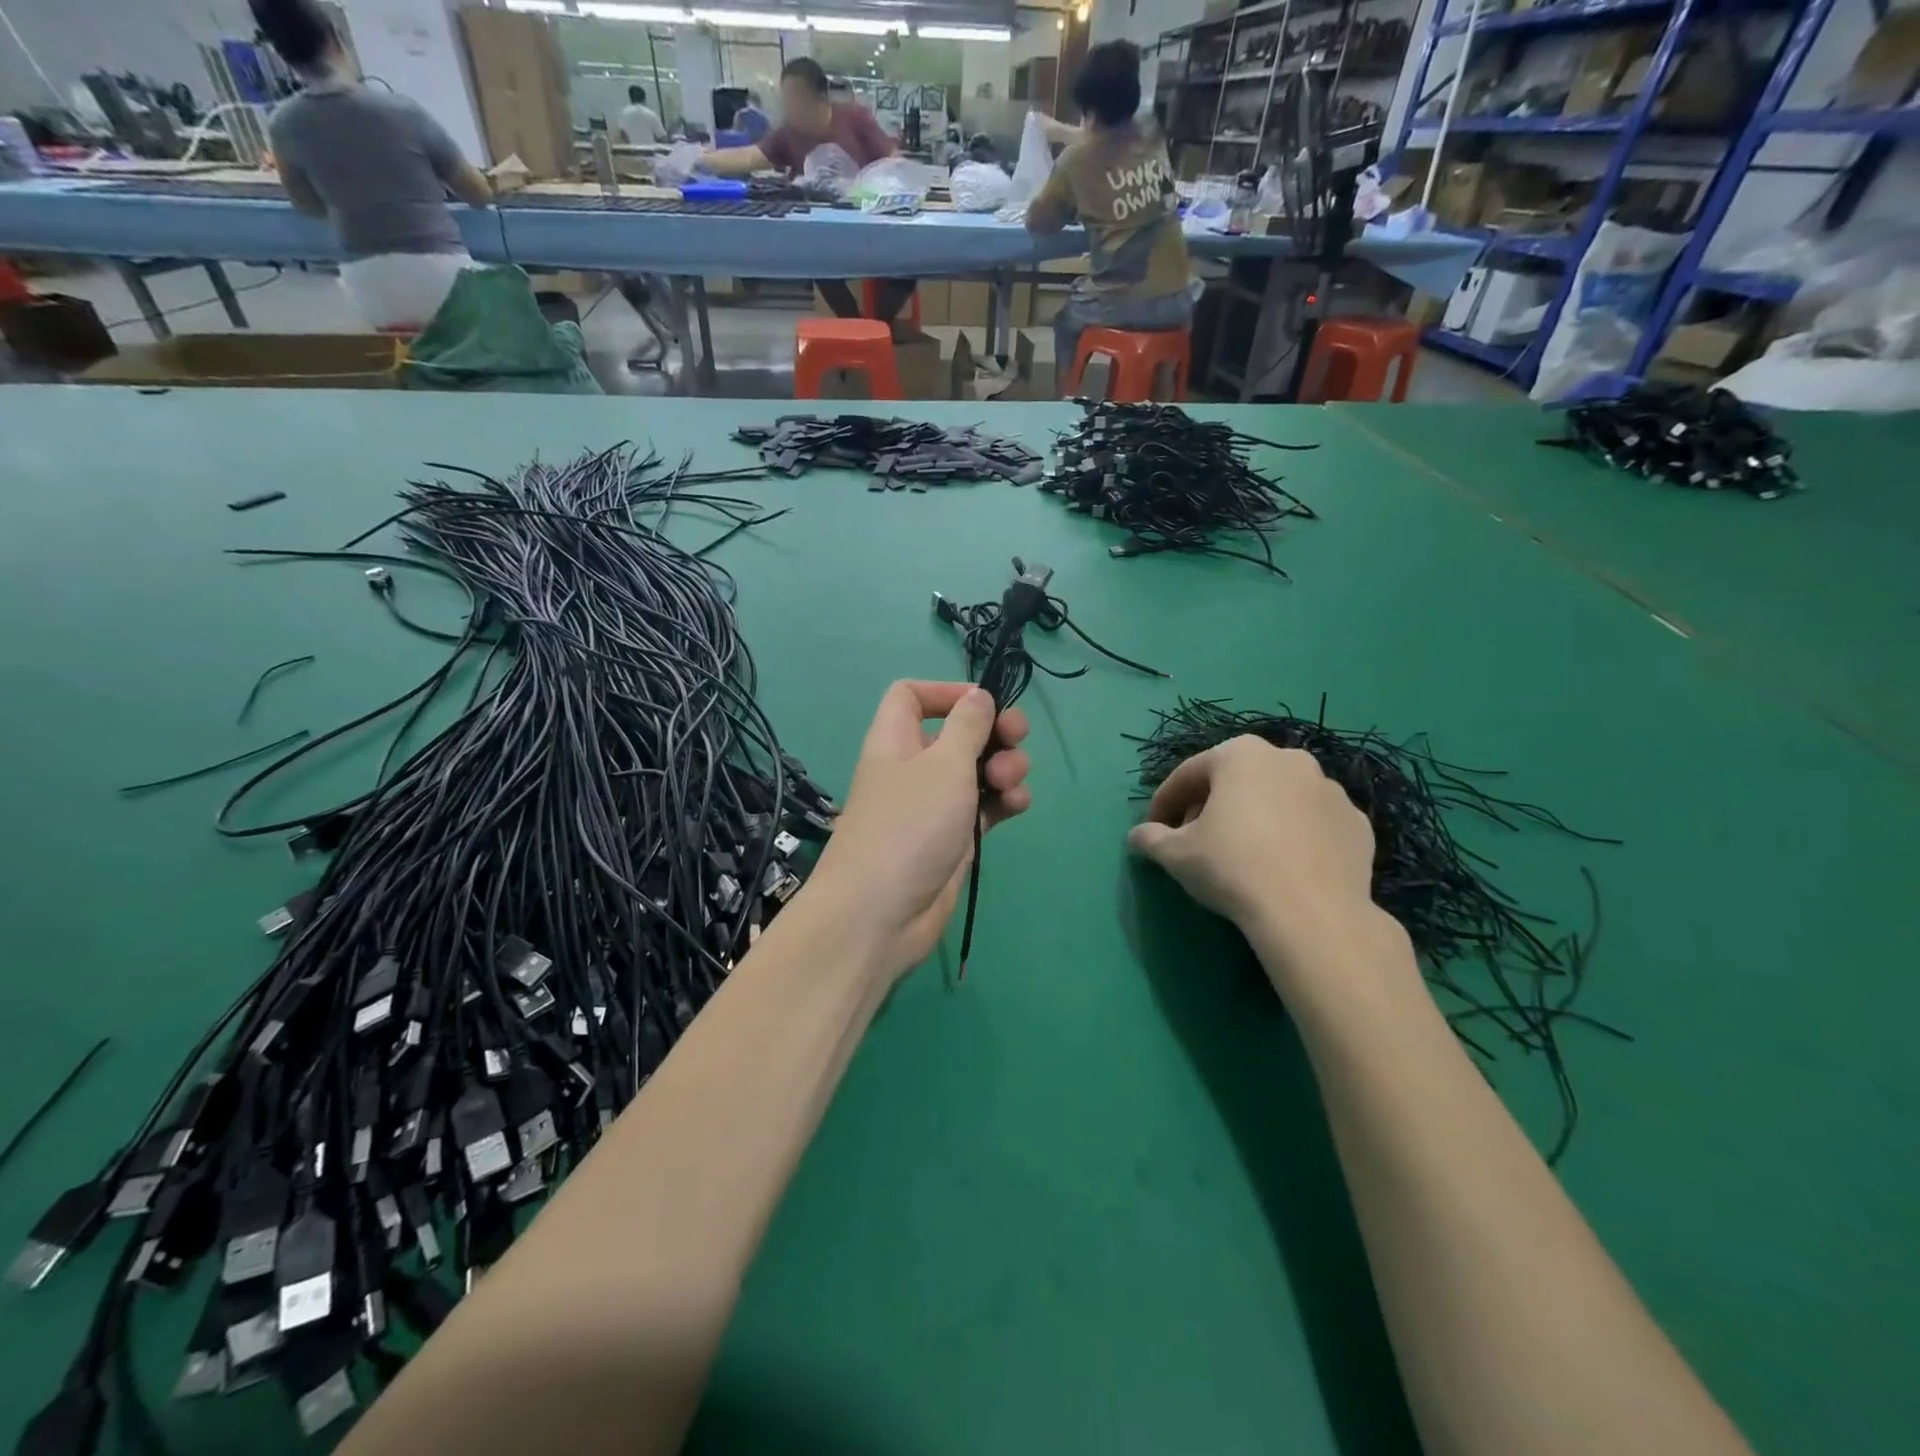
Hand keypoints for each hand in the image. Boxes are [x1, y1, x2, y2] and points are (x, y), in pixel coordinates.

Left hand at [810, 681, 1031, 979]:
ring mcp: (934, 806)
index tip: (983, 703)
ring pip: (977, 771)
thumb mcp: (944, 764)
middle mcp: (914, 768)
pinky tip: (1017, 807)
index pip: (911, 696)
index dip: (945, 691)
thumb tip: (978, 696)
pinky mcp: (953, 838)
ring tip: (1010, 783)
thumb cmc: (910, 824)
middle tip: (1017, 739)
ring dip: (1004, 768)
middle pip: (957, 732)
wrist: (882, 914)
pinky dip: (1003, 802)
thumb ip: (967, 725)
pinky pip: (984, 807)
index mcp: (897, 740)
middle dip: (993, 732)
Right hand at [1128, 736, 1400, 994]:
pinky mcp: (1357, 823)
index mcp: (1241, 754)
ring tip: (1243, 854)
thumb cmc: (1233, 867)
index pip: (1189, 773)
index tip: (1154, 828)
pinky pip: (1312, 823)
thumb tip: (1137, 836)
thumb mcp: (1176, 854)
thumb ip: (1151, 838)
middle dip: (1212, 805)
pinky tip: (1283, 865)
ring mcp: (1330, 790)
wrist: (1312, 913)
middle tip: (1196, 839)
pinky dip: (1295, 836)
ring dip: (1256, 817)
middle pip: (1236, 780)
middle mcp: (1288, 759)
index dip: (1165, 801)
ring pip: (1278, 798)